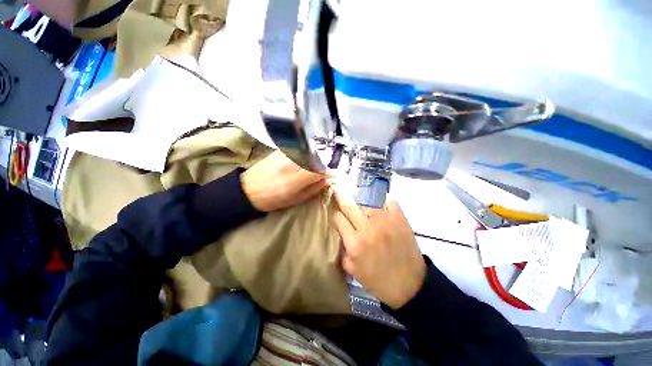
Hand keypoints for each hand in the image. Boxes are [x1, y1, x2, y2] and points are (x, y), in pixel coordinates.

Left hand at [241, 151, 328, 211]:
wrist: (248, 189)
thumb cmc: (273, 199)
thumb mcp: (296, 199)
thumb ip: (314, 189)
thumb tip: (328, 180)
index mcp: (296, 180)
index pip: (320, 169)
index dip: (327, 171)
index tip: (329, 175)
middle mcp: (292, 164)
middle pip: (316, 157)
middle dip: (323, 162)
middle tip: (320, 170)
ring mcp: (286, 154)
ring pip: (309, 150)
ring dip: (314, 157)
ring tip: (310, 165)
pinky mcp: (280, 150)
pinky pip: (299, 148)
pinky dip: (305, 153)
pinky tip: (301, 159)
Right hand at [333, 194, 425, 308]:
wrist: (409, 284)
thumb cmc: (378, 280)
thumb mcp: (352, 270)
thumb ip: (342, 249)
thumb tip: (340, 232)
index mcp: (354, 243)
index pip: (338, 219)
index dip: (334, 213)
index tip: (334, 210)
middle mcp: (367, 228)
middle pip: (349, 206)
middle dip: (340, 196)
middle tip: (337, 189)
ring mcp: (384, 220)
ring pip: (366, 202)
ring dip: (361, 203)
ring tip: (360, 204)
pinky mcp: (399, 218)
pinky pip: (388, 202)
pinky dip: (383, 202)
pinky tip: (380, 205)